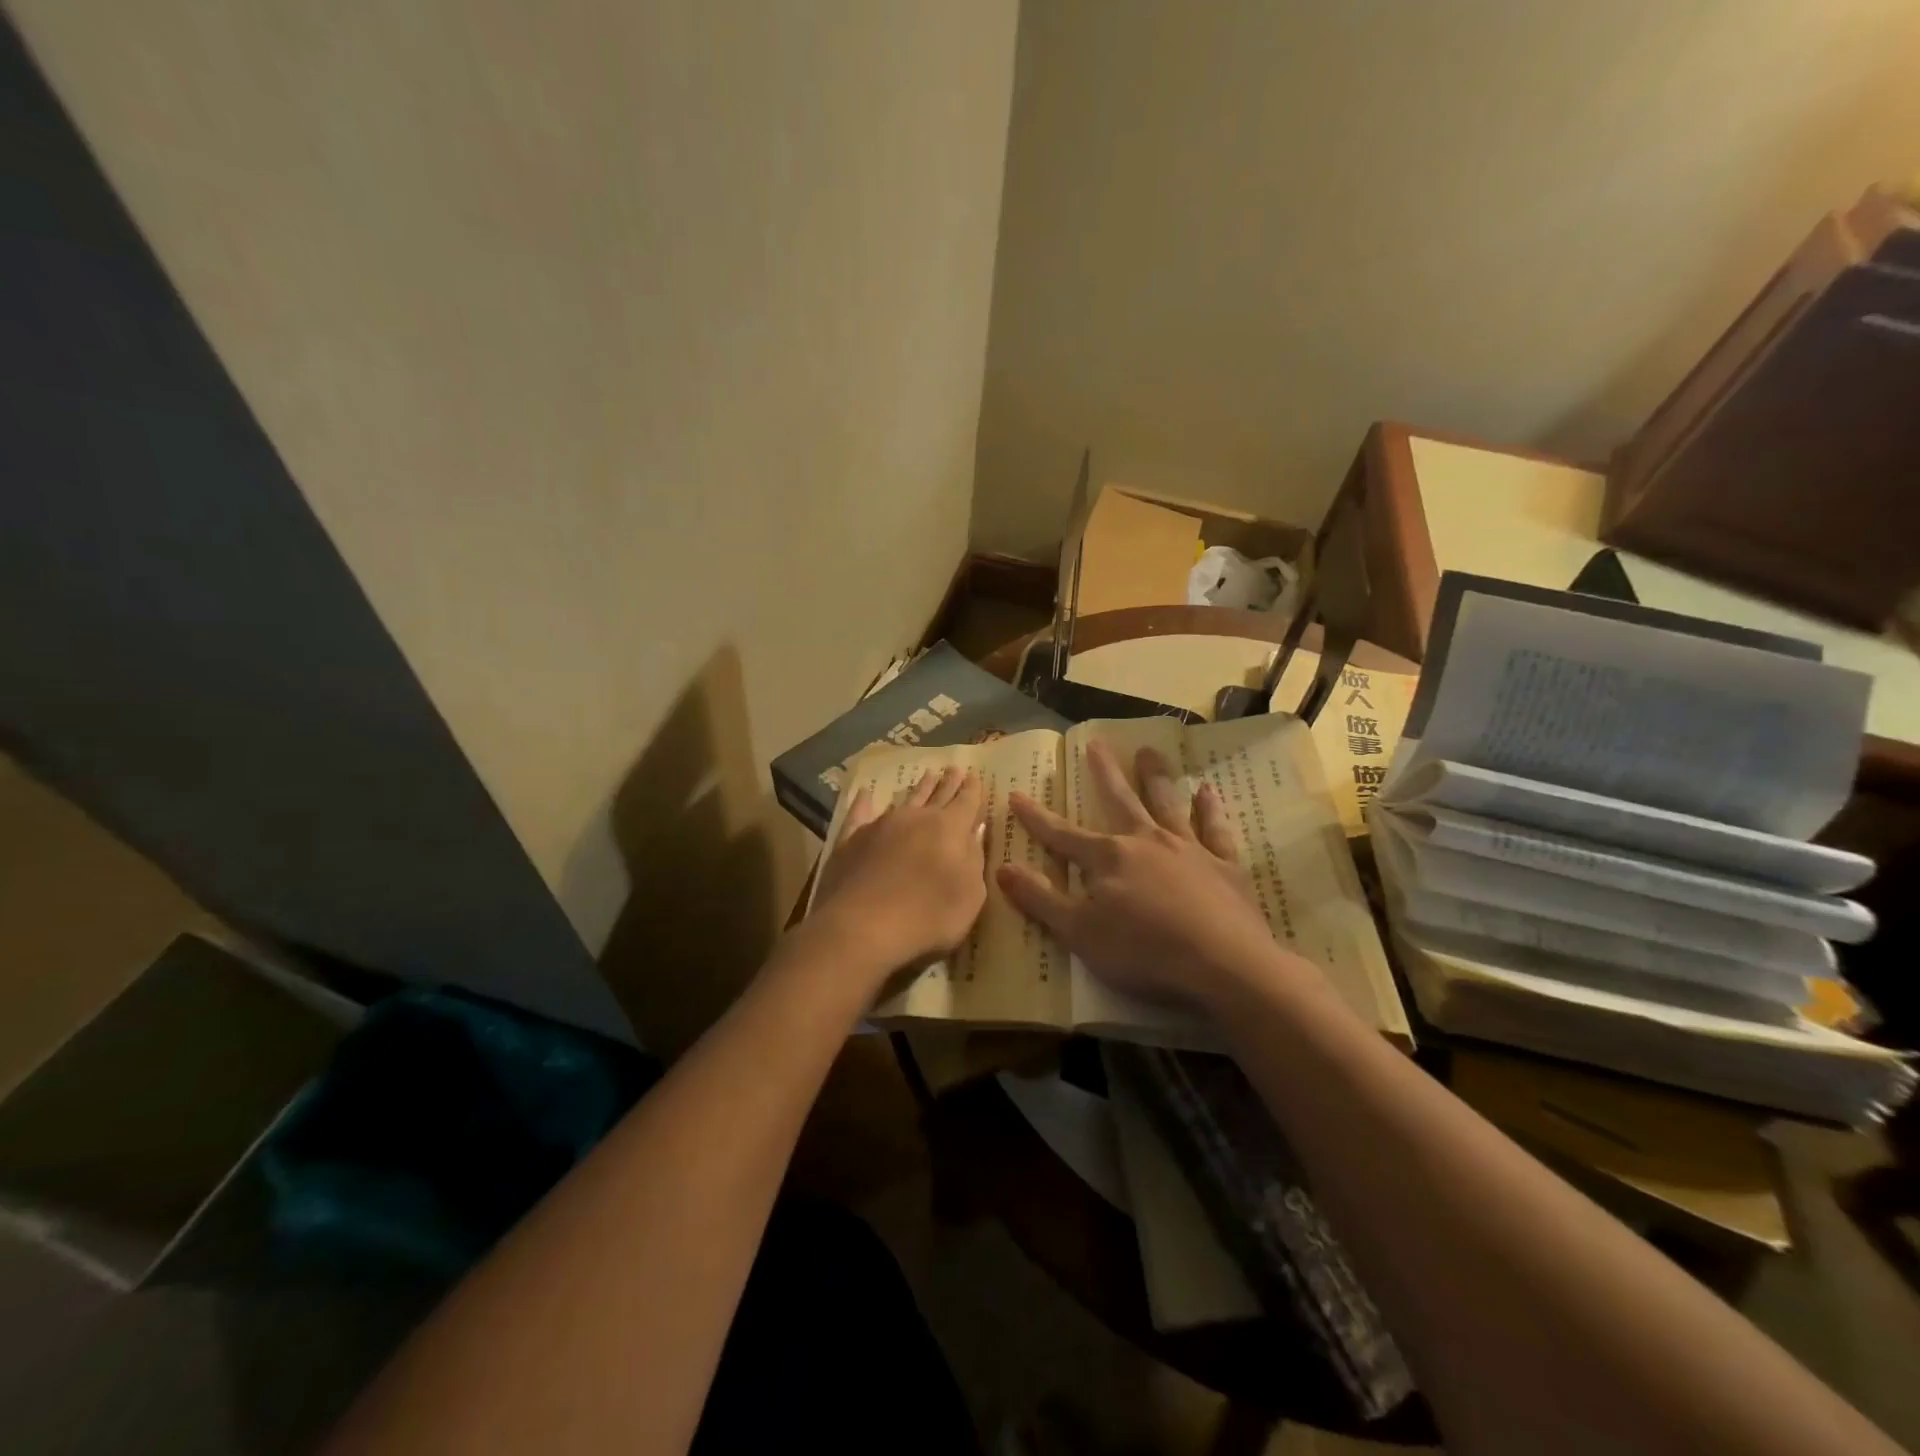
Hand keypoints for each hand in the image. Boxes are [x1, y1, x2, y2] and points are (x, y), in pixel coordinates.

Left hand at [810, 764, 988, 985]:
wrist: (862, 926)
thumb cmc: (929, 916)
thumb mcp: (970, 895)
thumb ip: (974, 860)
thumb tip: (974, 832)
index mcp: (950, 829)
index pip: (967, 803)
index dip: (973, 790)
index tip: (974, 776)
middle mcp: (917, 818)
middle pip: (938, 795)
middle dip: (948, 782)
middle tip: (954, 768)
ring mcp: (881, 826)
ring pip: (905, 800)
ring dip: (918, 788)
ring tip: (927, 775)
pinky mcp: (851, 840)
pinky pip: (859, 815)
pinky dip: (863, 804)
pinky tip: (864, 794)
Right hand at [998, 741, 1284, 1012]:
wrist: (1223, 965)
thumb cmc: (1143, 952)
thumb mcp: (1079, 933)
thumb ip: (1041, 899)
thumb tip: (1003, 868)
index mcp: (1108, 858)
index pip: (1062, 834)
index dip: (1036, 818)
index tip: (1017, 794)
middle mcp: (1146, 842)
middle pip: (1120, 801)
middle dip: (1104, 773)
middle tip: (1096, 743)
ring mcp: (1188, 850)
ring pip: (1167, 804)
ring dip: (1156, 777)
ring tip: (1149, 752)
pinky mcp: (1224, 865)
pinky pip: (1215, 829)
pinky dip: (1210, 809)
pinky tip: (1208, 792)